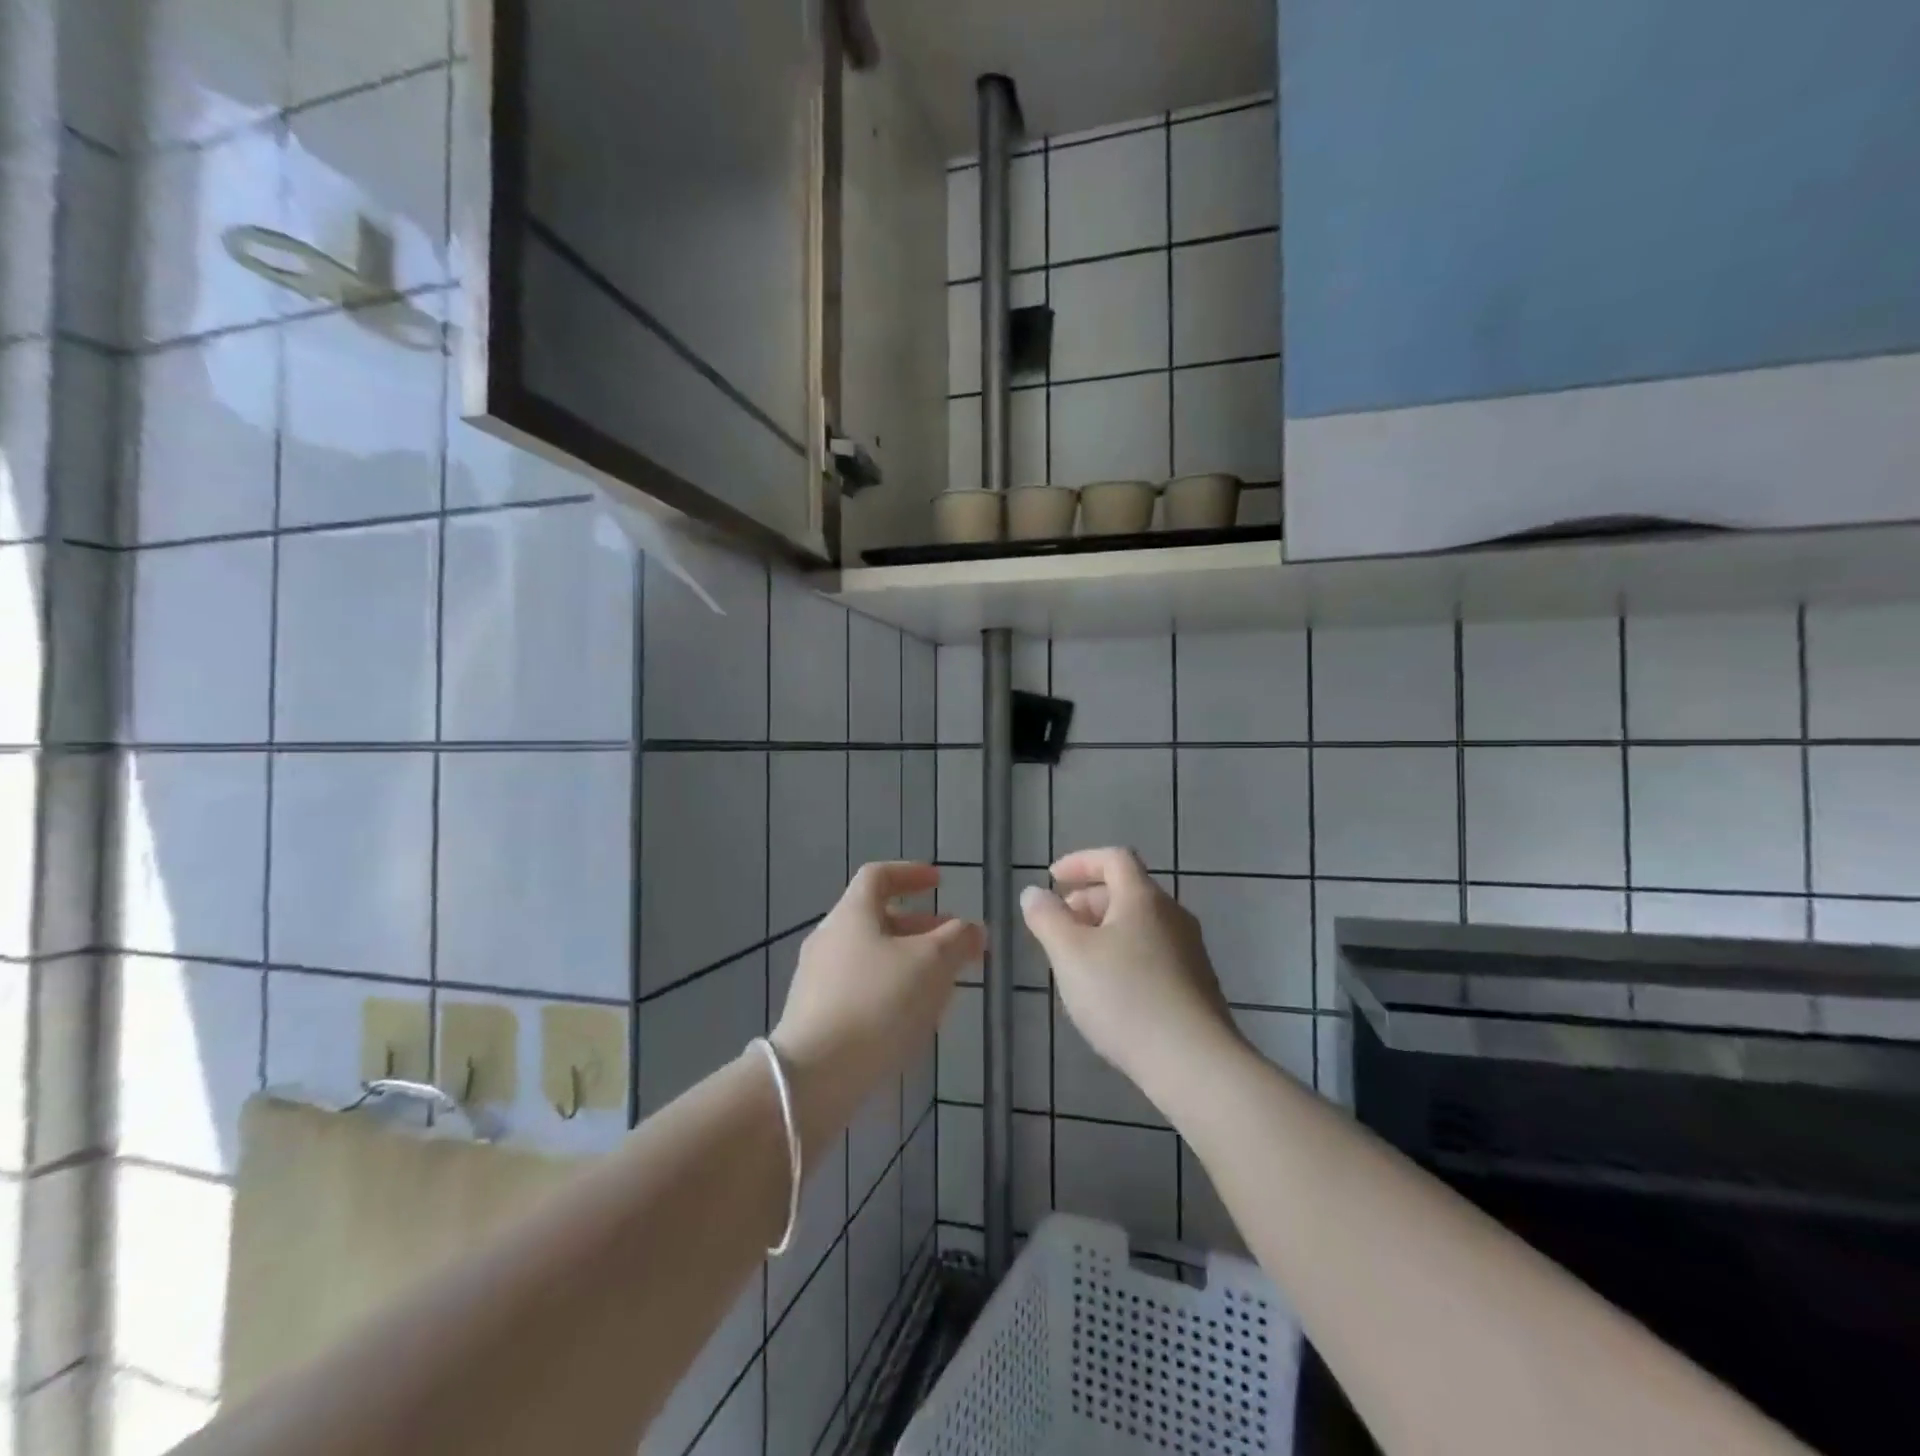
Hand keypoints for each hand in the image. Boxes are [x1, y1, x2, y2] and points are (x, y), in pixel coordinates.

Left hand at [773, 863, 983, 1144]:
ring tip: (941, 984)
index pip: (879, 876)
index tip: (939, 882)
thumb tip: (973, 929)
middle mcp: (829, 939)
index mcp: (852, 914)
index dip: (911, 873)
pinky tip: (911, 1018)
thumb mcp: (932, 964)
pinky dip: (890, 989)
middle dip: (919, 926)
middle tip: (952, 942)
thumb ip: (957, 939)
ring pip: (871, 956)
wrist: (815, 1076)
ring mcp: (817, 979)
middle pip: (876, 918)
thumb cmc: (877, 1003)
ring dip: (908, 961)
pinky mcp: (815, 1016)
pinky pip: (860, 988)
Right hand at [1021, 847, 1239, 1103]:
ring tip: (1077, 962)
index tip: (1052, 879)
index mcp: (1143, 898)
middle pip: (1127, 891)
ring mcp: (1189, 952)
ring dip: (1104, 931)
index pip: (1114, 858)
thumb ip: (1047, 918)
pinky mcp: (1196, 985)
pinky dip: (1124, 956)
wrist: (1194, 1063)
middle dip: (1088, 900)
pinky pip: (1152, 954)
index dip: (1080, 861)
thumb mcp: (1070, 954)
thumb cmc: (1125, 997)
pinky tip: (1109, 992)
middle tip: (1058, 925)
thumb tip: (1034, 893)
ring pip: (1140, 925)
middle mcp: (1172, 916)